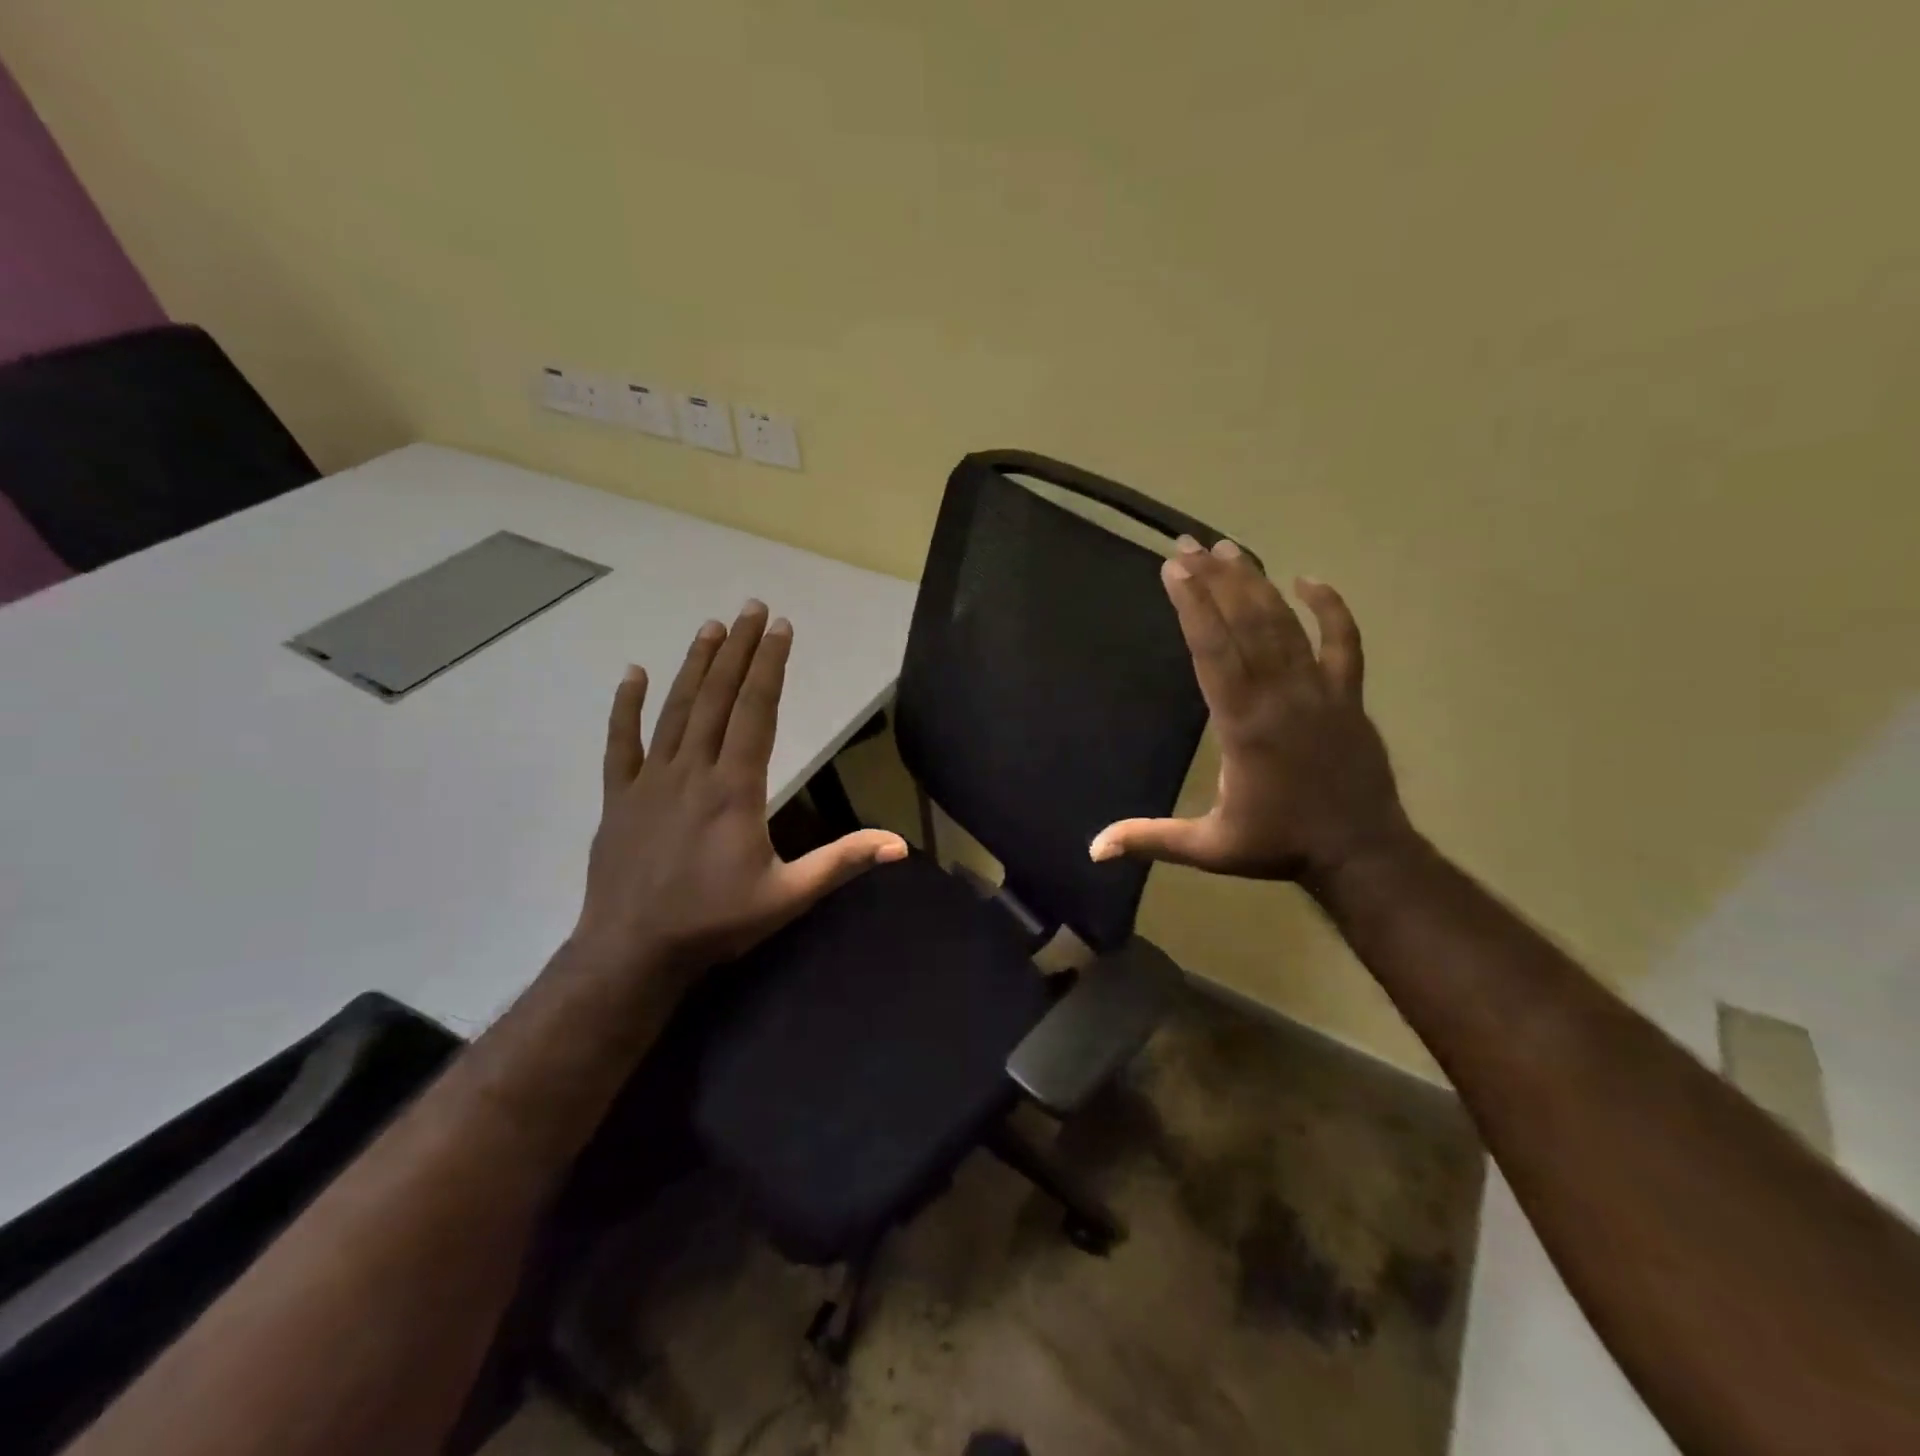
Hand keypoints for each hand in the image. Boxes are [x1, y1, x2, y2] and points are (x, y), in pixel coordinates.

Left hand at [571, 602, 906, 983]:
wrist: (633, 952)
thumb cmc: (716, 922)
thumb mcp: (789, 895)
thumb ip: (842, 861)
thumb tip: (900, 844)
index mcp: (735, 788)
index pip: (757, 712)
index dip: (770, 666)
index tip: (781, 628)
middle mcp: (693, 771)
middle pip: (718, 698)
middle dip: (739, 650)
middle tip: (753, 608)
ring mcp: (651, 780)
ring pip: (675, 710)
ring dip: (695, 665)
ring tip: (712, 627)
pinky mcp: (620, 797)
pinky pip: (622, 743)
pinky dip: (626, 707)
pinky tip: (633, 674)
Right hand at [1088, 539, 1410, 886]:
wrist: (1361, 854)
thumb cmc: (1279, 846)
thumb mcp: (1209, 848)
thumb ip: (1150, 840)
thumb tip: (1094, 849)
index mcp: (1244, 724)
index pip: (1213, 651)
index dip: (1192, 606)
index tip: (1173, 569)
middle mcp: (1281, 695)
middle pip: (1246, 624)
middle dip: (1214, 580)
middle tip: (1188, 544)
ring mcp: (1320, 691)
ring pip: (1286, 625)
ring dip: (1256, 584)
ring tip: (1229, 549)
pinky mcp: (1348, 696)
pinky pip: (1344, 642)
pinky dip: (1330, 608)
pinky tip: (1309, 580)